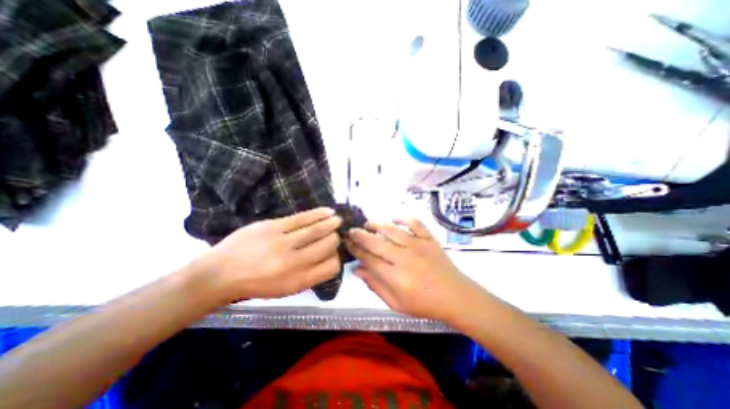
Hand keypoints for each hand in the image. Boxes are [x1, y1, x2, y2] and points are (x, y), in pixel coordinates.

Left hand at [194, 207, 342, 300]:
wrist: (219, 274)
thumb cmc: (255, 285)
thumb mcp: (285, 289)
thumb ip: (310, 275)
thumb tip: (328, 257)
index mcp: (298, 281)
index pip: (331, 267)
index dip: (336, 258)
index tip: (333, 252)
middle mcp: (294, 262)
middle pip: (328, 245)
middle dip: (335, 239)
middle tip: (335, 234)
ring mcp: (283, 242)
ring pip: (317, 229)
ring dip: (331, 223)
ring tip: (337, 219)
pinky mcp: (273, 227)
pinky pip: (303, 218)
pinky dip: (319, 213)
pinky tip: (328, 211)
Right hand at [346, 220, 482, 320]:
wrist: (456, 296)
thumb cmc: (424, 304)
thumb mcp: (396, 303)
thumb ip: (375, 286)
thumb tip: (356, 269)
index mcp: (396, 278)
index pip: (369, 259)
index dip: (356, 250)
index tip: (347, 244)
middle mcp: (405, 259)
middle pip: (377, 243)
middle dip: (360, 235)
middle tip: (351, 231)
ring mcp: (419, 246)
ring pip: (392, 230)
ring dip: (377, 224)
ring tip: (367, 224)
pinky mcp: (429, 239)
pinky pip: (415, 223)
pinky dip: (403, 218)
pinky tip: (393, 218)